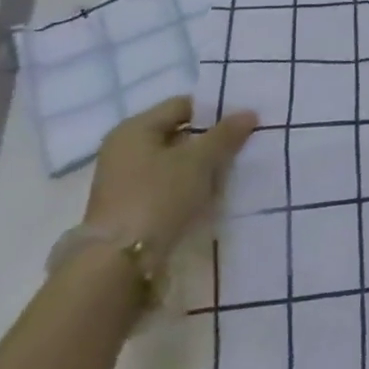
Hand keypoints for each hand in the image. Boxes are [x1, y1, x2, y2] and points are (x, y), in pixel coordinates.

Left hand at [82, 96, 258, 259]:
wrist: (119, 263)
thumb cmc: (158, 197)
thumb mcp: (198, 161)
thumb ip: (225, 135)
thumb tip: (249, 112)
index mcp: (134, 128)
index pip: (182, 105)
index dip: (214, 111)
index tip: (242, 124)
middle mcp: (124, 149)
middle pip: (177, 134)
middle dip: (209, 141)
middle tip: (241, 148)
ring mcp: (123, 180)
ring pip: (173, 162)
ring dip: (200, 167)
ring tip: (230, 174)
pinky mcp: (129, 207)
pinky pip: (166, 185)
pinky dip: (187, 187)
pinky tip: (209, 196)